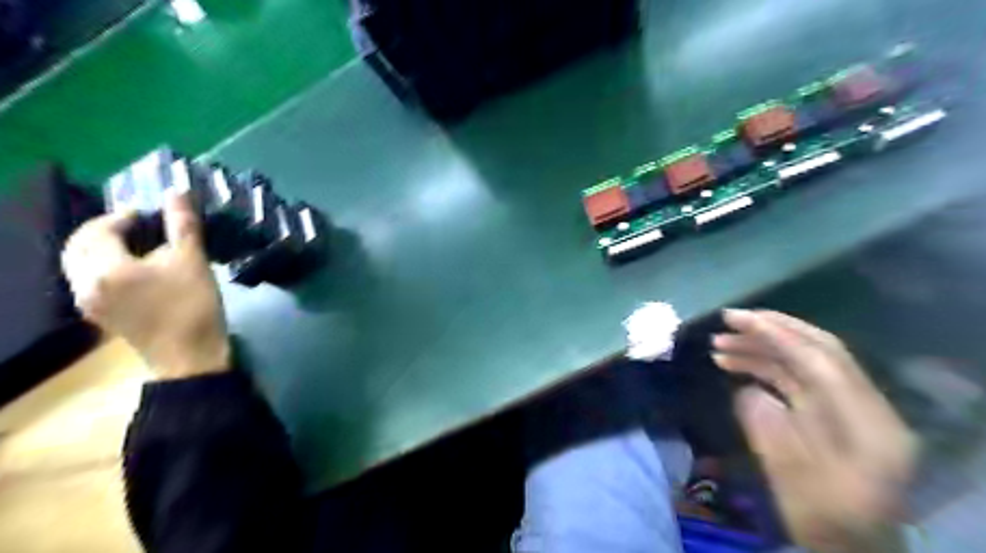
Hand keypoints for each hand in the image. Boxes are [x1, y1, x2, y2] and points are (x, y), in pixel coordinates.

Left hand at [63, 192, 227, 377]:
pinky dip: (102, 266)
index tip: (148, 214)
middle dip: (103, 230)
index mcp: (106, 269)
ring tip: (134, 244)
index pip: (98, 230)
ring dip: (99, 247)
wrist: (189, 355)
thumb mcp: (192, 262)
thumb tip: (177, 191)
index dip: (121, 216)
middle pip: (78, 246)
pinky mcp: (99, 315)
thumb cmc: (192, 306)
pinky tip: (131, 269)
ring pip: (79, 264)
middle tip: (136, 225)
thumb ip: (182, 225)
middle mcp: (85, 284)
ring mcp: (89, 302)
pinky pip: (88, 280)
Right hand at [718, 309, 917, 549]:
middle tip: (728, 319)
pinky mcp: (830, 411)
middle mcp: (865, 406)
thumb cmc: (822, 521)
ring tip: (718, 345)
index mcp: (868, 425)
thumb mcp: (792, 481)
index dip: (779, 335)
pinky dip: (765, 366)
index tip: (738, 320)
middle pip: (819, 351)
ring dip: (762, 348)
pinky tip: (734, 365)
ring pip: (803, 362)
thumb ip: (769, 430)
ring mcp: (848, 406)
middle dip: (772, 329)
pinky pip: (796, 378)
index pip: (823, 362)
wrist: (851, 546)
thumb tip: (745, 390)